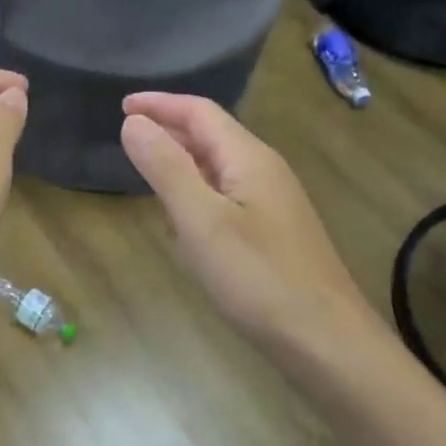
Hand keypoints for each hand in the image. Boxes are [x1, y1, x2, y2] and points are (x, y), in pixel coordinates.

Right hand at [121, 93, 374, 355]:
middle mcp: (265, 172)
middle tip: (128, 134)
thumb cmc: (258, 277)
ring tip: (148, 168)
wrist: (324, 341)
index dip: (160, 104)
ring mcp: (273, 204)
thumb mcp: (201, 220)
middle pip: (212, 135)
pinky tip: (183, 217)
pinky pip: (227, 197)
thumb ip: (166, 168)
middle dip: (170, 128)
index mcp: (249, 158)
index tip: (121, 105)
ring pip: (219, 167)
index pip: (200, 112)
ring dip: (182, 160)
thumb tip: (133, 122)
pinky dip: (197, 192)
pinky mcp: (272, 234)